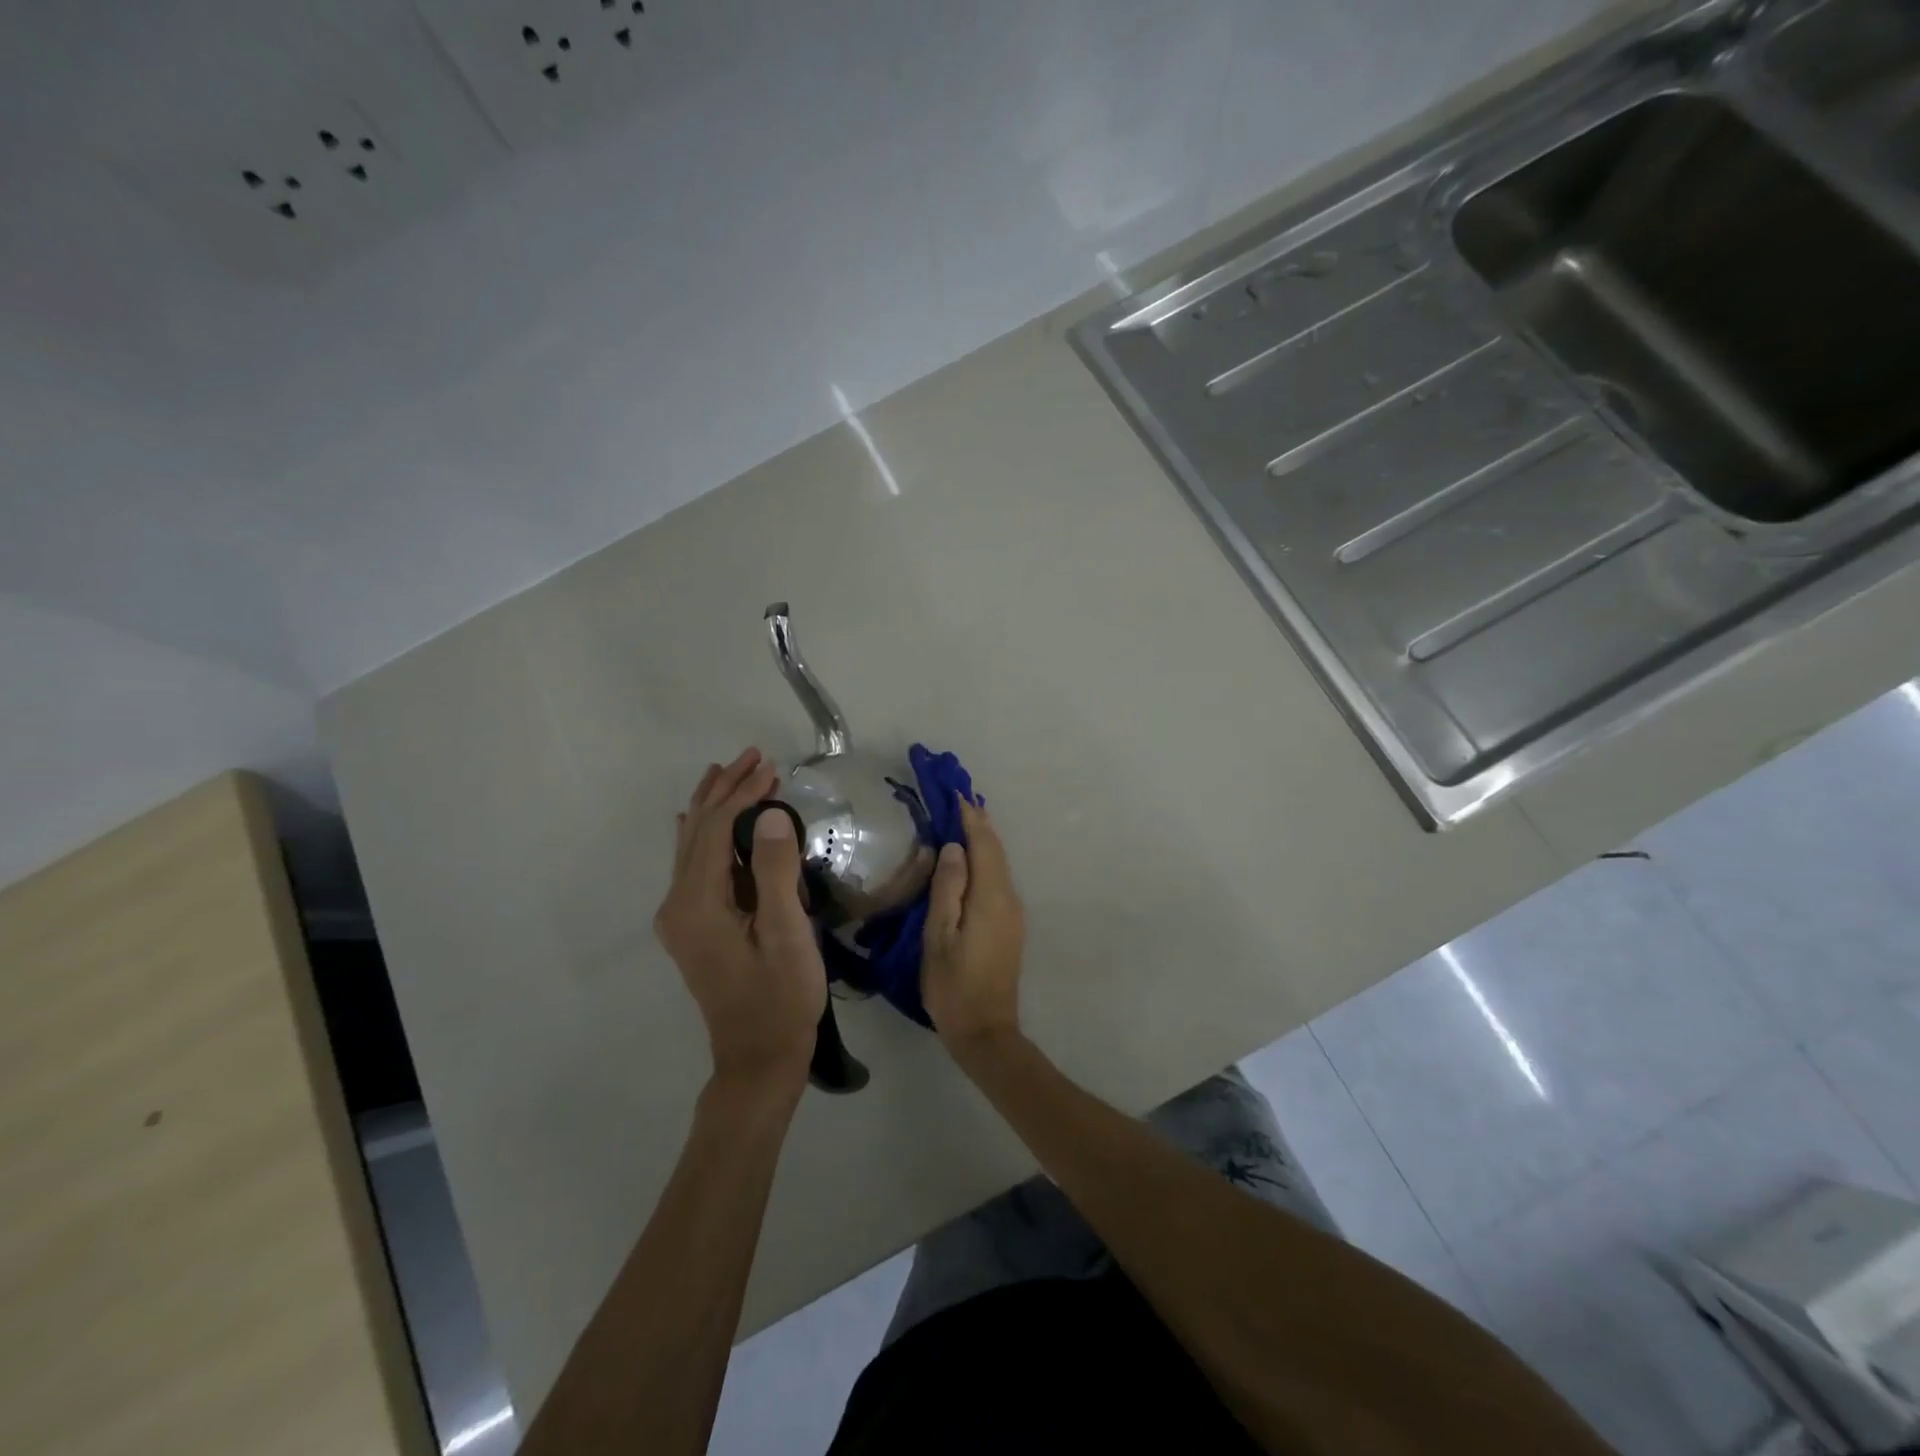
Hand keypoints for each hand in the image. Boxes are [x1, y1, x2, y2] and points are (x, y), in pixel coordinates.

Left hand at [653, 748, 826, 1095]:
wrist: (758, 1058)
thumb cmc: (780, 997)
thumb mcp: (787, 934)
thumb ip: (776, 871)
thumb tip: (771, 814)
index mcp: (697, 903)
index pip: (716, 830)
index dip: (743, 794)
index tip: (773, 768)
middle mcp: (678, 904)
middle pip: (697, 831)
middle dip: (724, 790)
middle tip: (754, 757)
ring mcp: (681, 918)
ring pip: (692, 846)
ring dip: (713, 807)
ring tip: (729, 773)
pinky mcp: (693, 927)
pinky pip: (695, 866)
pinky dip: (707, 835)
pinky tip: (704, 823)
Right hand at [921, 800, 1025, 1052]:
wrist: (985, 1031)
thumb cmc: (953, 985)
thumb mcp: (938, 936)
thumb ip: (947, 888)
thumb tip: (953, 847)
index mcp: (991, 897)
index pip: (984, 844)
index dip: (970, 817)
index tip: (954, 792)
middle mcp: (1009, 899)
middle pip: (996, 851)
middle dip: (978, 823)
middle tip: (957, 798)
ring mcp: (1014, 913)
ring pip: (999, 865)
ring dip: (982, 841)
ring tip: (961, 821)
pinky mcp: (1010, 926)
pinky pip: (998, 880)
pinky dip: (985, 861)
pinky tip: (970, 860)